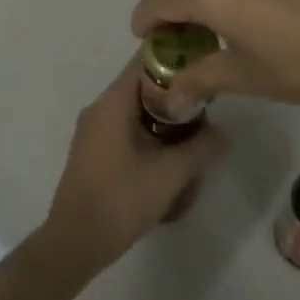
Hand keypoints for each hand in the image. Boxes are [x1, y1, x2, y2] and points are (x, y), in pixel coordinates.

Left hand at [37, 58, 224, 280]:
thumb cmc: (121, 200)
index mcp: (112, 103)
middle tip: (209, 102)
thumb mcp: (171, 174)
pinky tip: (172, 149)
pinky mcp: (95, 150)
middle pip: (142, 84)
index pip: (144, 61)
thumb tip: (225, 131)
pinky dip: (150, 129)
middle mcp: (100, 108)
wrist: (75, 243)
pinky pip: (126, 125)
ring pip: (136, 107)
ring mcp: (94, 130)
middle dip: (176, 90)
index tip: (204, 63)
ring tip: (197, 127)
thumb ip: (202, 147)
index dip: (176, 56)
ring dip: (165, 113)